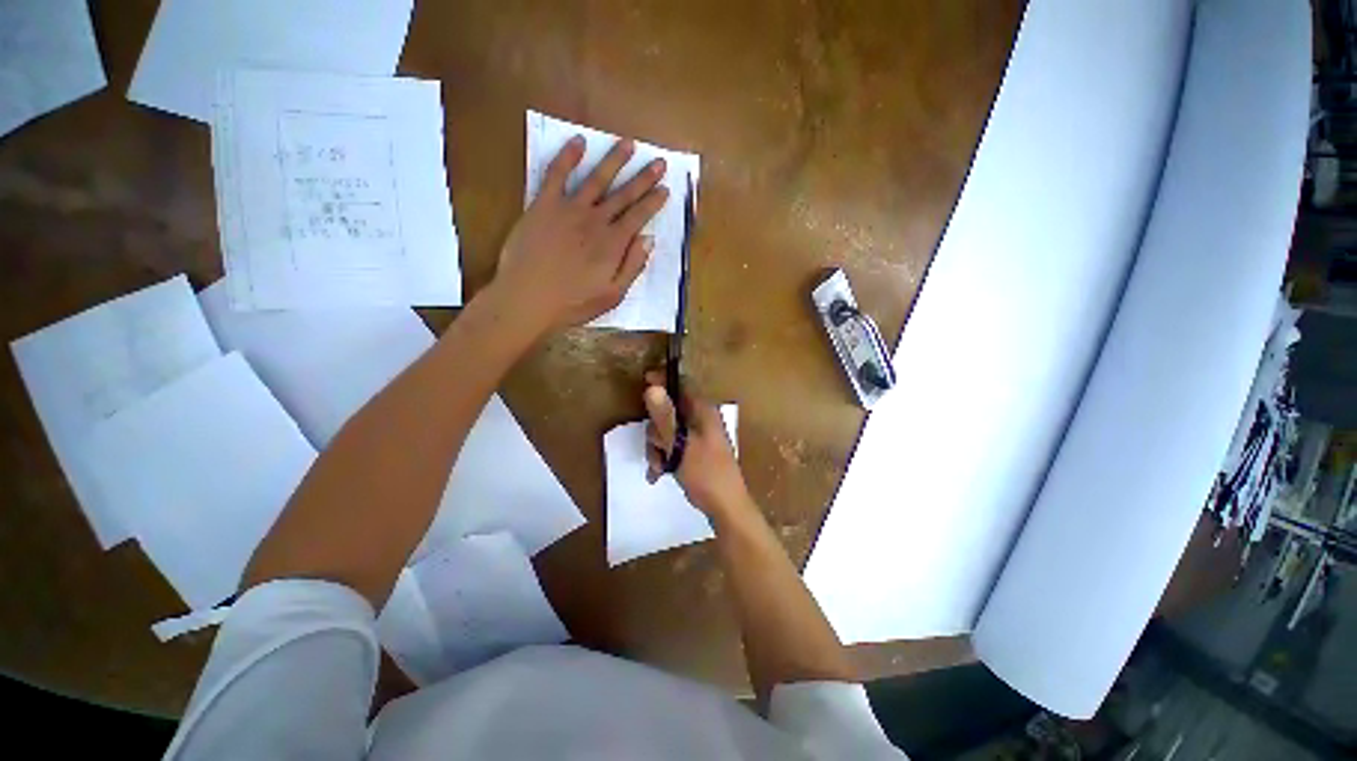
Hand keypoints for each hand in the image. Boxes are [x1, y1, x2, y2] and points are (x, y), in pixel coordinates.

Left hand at [493, 136, 668, 332]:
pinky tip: (578, 141)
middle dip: (644, 178)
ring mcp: (569, 209)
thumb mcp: (612, 295)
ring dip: (614, 160)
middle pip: (624, 195)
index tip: (666, 190)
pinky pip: (556, 174)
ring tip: (629, 144)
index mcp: (613, 244)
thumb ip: (632, 267)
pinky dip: (568, 156)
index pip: (639, 217)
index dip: (654, 202)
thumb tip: (649, 240)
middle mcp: (595, 220)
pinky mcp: (543, 204)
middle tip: (659, 162)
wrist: (527, 298)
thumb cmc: (573, 303)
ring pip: (596, 179)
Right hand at [642, 370, 751, 518]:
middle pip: (669, 411)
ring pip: (667, 431)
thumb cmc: (706, 472)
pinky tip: (659, 473)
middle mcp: (701, 419)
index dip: (662, 381)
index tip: (644, 382)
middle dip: (656, 431)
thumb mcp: (681, 445)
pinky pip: (672, 446)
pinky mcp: (694, 451)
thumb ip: (665, 417)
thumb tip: (653, 388)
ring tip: (660, 467)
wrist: (725, 506)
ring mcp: (697, 436)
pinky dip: (663, 457)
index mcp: (703, 411)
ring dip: (658, 448)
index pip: (682, 385)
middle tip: (657, 447)